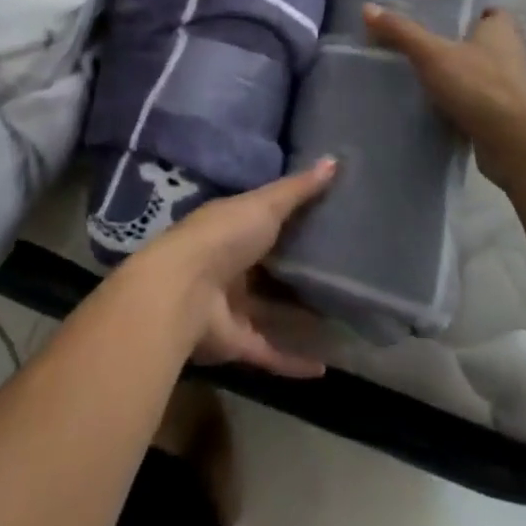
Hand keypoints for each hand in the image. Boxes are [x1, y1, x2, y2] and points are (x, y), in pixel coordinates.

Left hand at [130, 159, 337, 379]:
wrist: (183, 291)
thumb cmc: (224, 236)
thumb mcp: (265, 205)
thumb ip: (298, 189)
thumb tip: (335, 158)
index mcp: (232, 226)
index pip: (265, 220)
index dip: (292, 219)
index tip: (329, 221)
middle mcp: (231, 264)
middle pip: (268, 268)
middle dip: (297, 272)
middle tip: (342, 275)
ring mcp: (231, 305)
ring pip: (269, 312)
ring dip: (297, 318)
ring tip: (339, 321)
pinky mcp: (236, 343)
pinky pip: (270, 351)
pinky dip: (294, 361)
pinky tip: (325, 367)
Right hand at [363, 4, 525, 167]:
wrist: (514, 145)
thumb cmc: (478, 86)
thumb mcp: (432, 53)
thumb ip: (401, 31)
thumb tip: (367, 7)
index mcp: (501, 31)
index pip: (488, 11)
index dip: (468, 10)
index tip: (440, 13)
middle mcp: (511, 55)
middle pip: (481, 42)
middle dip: (456, 42)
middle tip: (421, 40)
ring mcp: (511, 89)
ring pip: (479, 73)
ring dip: (458, 74)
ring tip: (422, 72)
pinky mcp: (505, 118)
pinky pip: (478, 102)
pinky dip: (461, 102)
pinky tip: (435, 105)